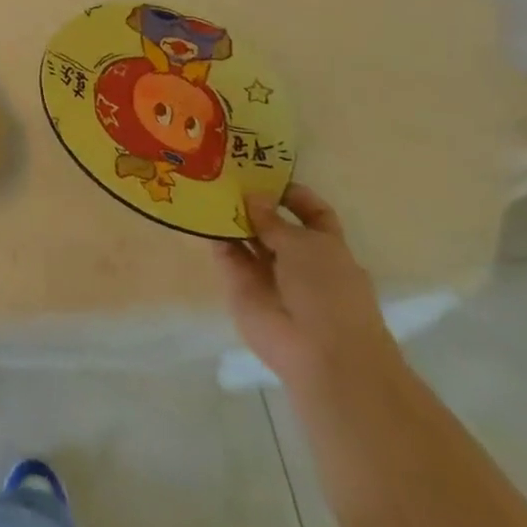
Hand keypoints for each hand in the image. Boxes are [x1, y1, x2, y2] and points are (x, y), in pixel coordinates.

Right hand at [212, 185, 400, 393]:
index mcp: (326, 247)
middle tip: (223, 173)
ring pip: (246, 238)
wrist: (321, 354)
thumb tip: (254, 197)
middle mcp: (297, 259)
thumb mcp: (307, 246)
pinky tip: (197, 211)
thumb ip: (274, 220)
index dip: (294, 195)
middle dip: (253, 202)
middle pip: (272, 224)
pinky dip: (213, 235)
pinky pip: (225, 255)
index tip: (267, 176)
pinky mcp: (240, 286)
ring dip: (229, 216)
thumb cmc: (329, 293)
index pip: (312, 214)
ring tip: (205, 185)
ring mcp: (267, 274)